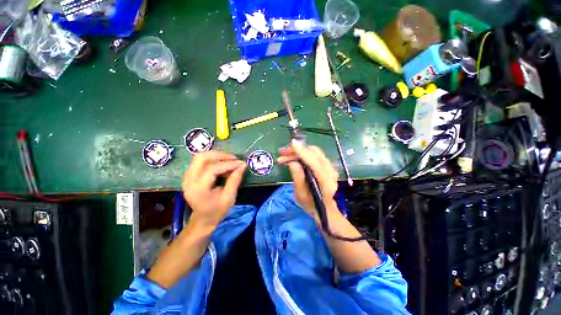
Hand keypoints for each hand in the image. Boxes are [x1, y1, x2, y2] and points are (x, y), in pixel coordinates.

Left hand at [182, 151, 245, 227]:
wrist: (203, 219)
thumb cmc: (217, 210)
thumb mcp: (229, 197)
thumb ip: (235, 180)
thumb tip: (243, 165)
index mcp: (198, 189)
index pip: (212, 169)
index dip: (228, 164)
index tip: (240, 163)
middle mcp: (189, 180)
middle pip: (202, 158)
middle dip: (220, 155)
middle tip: (234, 158)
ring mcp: (187, 177)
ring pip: (200, 157)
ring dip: (216, 155)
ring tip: (229, 160)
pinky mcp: (189, 175)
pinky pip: (200, 161)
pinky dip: (212, 159)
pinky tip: (222, 164)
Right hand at [277, 140, 338, 220]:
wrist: (324, 208)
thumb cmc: (311, 204)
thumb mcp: (300, 194)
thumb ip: (298, 177)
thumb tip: (292, 162)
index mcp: (325, 181)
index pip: (314, 162)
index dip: (303, 152)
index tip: (292, 143)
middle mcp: (331, 171)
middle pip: (314, 153)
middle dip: (297, 150)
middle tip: (282, 153)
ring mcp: (330, 167)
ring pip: (314, 152)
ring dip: (298, 152)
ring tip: (284, 157)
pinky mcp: (327, 166)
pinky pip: (315, 155)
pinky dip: (303, 154)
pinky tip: (293, 158)